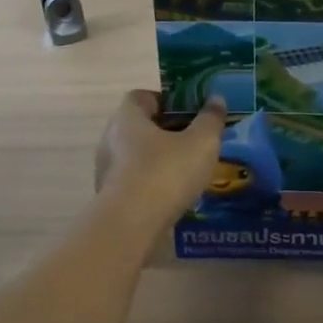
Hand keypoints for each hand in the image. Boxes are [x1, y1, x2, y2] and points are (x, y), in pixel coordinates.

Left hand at [95, 90, 227, 230]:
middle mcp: (110, 139)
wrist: (132, 225)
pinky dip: (152, 183)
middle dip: (166, 131)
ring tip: (188, 171)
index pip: (142, 97)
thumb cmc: (166, 173)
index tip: (189, 112)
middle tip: (195, 141)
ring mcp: (107, 170)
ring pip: (136, 156)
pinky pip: (135, 182)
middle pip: (140, 127)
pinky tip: (174, 195)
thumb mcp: (201, 142)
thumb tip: (216, 99)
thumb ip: (210, 119)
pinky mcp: (110, 198)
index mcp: (127, 117)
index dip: (166, 100)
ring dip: (159, 160)